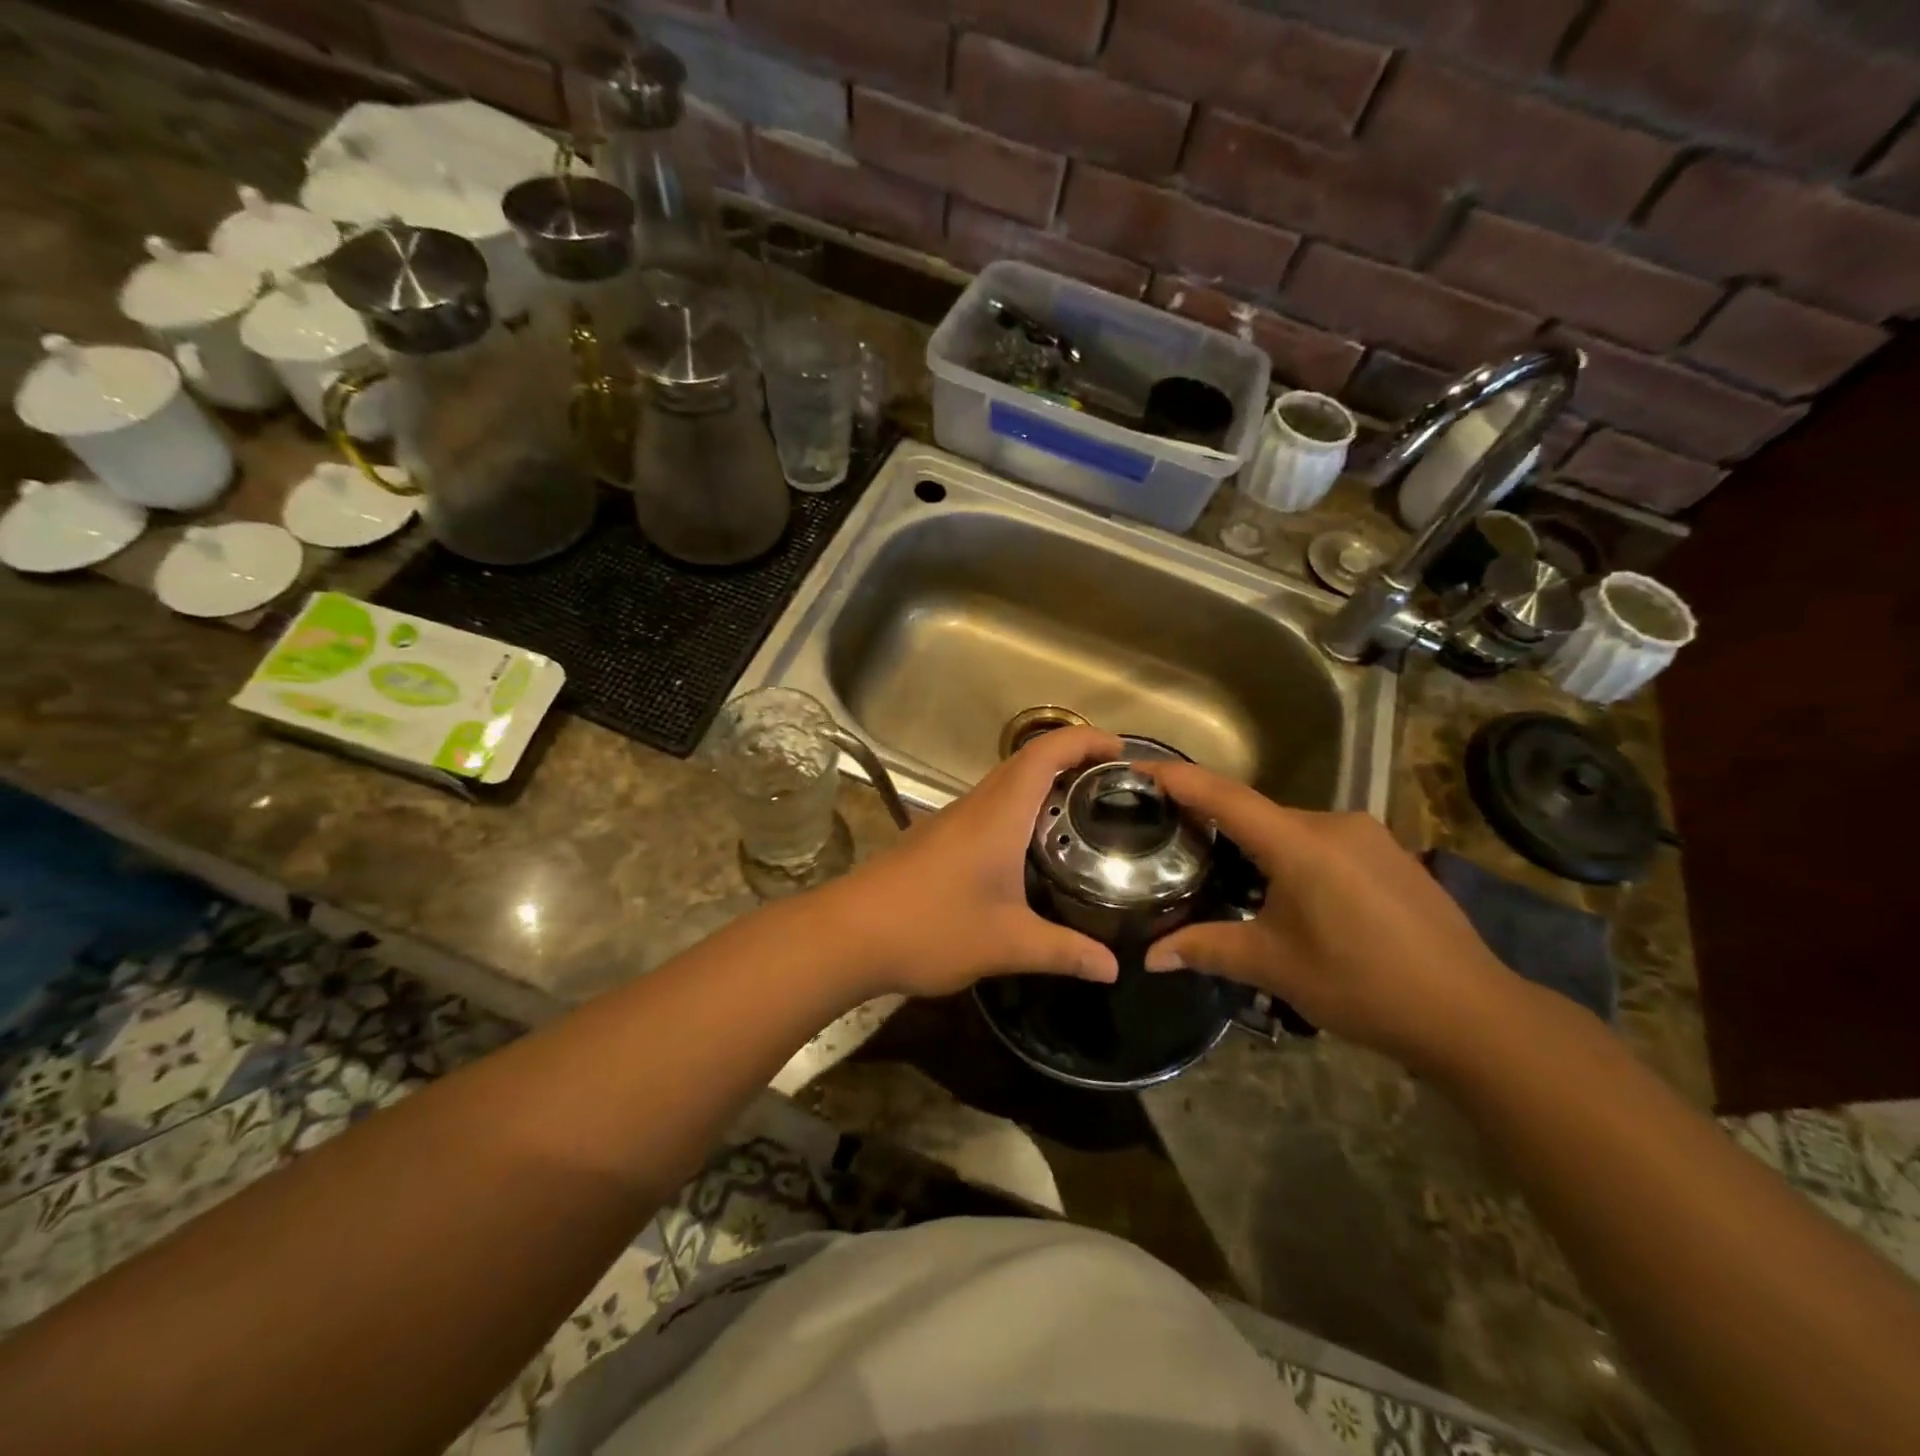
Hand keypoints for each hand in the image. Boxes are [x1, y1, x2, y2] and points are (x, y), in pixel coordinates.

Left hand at [825, 726, 1123, 997]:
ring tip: (1080, 812)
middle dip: (1070, 759)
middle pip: (1026, 761)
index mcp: (998, 814)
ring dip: (1042, 784)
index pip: (1045, 753)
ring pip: (1003, 784)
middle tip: (1111, 784)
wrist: (848, 934)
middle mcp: (975, 806)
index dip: (1084, 740)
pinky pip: (987, 808)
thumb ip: (1063, 951)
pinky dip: (1018, 809)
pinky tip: (1029, 848)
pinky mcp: (934, 839)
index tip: (1120, 749)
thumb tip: (1113, 967)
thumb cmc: (931, 927)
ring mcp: (950, 820)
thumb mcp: (1006, 944)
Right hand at [1140, 761, 1516, 1070]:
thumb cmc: (1362, 985)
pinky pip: (1322, 841)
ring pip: (1291, 828)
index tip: (1139, 766)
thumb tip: (1150, 958)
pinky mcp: (1389, 853)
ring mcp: (1368, 836)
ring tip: (1228, 874)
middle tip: (1176, 839)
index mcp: (1300, 843)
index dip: (1179, 779)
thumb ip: (1208, 949)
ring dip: (1257, 844)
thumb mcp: (1275, 967)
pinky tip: (1290, 892)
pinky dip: (1292, 854)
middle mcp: (1333, 823)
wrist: (1471, 1013)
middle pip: (1257, 812)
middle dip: (1215, 821)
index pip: (1224, 797)